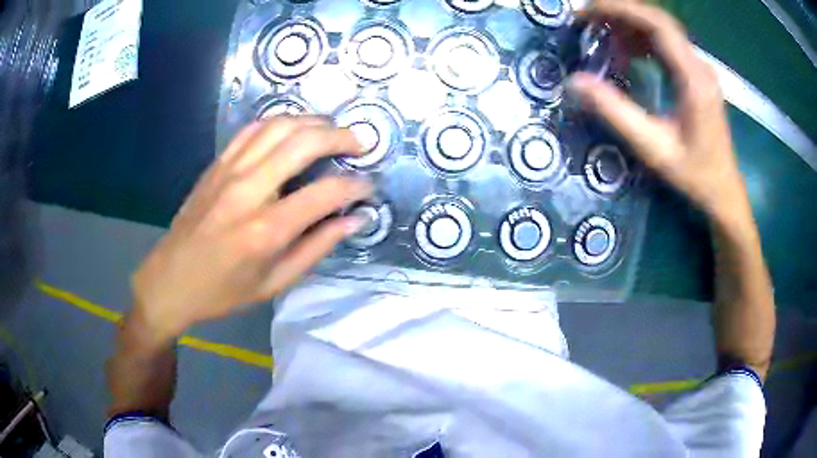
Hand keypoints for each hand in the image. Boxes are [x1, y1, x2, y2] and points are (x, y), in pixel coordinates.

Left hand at [129, 117, 372, 344]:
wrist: (170, 280)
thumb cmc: (223, 291)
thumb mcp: (275, 284)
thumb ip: (317, 247)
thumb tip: (355, 220)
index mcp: (265, 231)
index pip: (325, 193)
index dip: (355, 186)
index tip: (369, 187)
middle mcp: (248, 191)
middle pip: (303, 143)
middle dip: (341, 137)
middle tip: (361, 143)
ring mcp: (228, 171)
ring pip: (279, 126)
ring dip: (313, 122)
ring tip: (333, 131)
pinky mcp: (217, 164)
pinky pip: (253, 129)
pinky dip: (280, 122)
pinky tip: (294, 130)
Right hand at [569, 0, 750, 225]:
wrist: (723, 193)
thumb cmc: (694, 174)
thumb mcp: (653, 148)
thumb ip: (616, 113)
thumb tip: (574, 82)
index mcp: (693, 78)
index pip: (657, 25)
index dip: (621, 9)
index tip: (587, 11)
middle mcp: (699, 66)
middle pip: (659, 21)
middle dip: (621, 13)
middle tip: (588, 19)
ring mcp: (700, 70)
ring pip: (663, 31)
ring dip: (631, 27)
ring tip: (602, 36)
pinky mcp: (698, 77)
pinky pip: (668, 47)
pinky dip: (644, 42)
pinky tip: (628, 54)